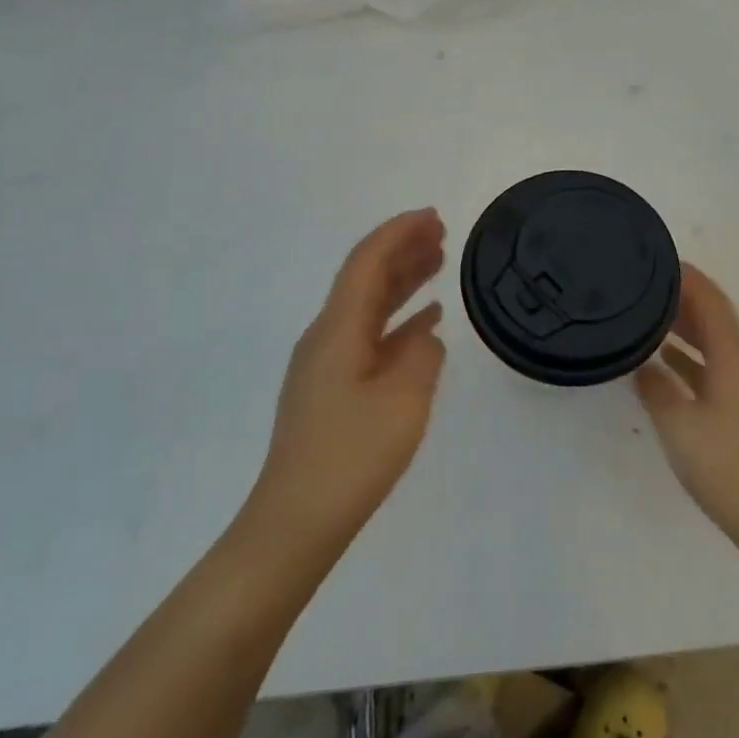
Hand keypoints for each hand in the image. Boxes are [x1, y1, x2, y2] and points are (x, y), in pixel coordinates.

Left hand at [255, 209, 447, 549]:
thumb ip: (421, 355)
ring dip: (402, 282)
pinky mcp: (333, 390)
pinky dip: (398, 322)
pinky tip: (424, 323)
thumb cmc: (352, 456)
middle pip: (365, 279)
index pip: (367, 263)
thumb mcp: (403, 400)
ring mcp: (327, 365)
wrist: (297, 521)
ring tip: (437, 263)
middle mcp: (327, 337)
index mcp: (338, 329)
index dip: (398, 234)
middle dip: (402, 250)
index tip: (431, 217)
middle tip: (441, 232)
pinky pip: (369, 338)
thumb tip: (425, 334)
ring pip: (368, 307)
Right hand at [634, 264, 738, 549]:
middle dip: (680, 298)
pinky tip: (667, 363)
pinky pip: (719, 365)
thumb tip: (642, 365)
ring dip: (685, 327)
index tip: (652, 259)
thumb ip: (656, 388)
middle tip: (640, 287)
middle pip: (714, 316)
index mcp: (735, 355)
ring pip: (716, 342)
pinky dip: (694, 356)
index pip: (709, 298)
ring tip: (646, 316)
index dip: (683, 275)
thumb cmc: (728, 467)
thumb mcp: (679, 426)